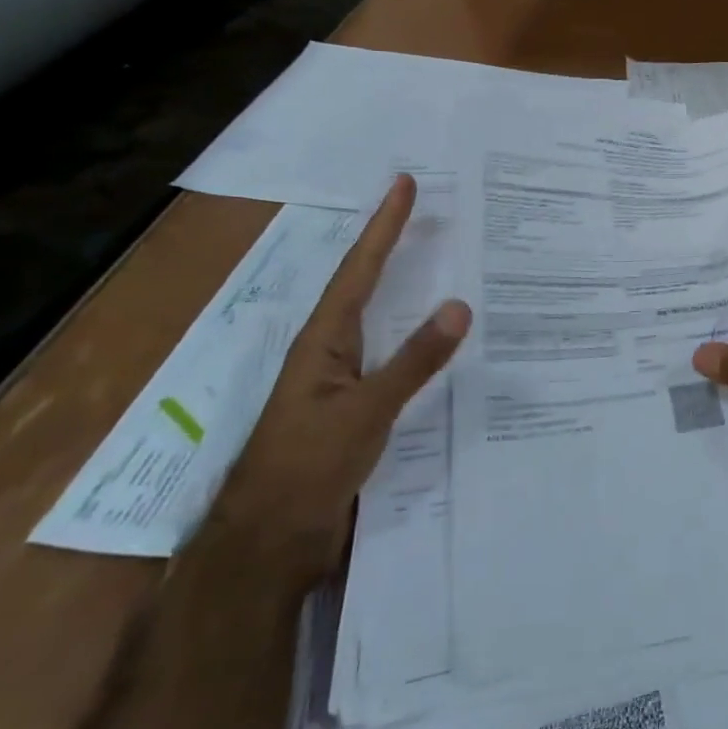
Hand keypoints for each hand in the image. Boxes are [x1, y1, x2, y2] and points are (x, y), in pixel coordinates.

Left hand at [209, 174, 470, 585]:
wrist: (268, 545)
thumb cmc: (307, 468)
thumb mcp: (365, 412)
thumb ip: (413, 361)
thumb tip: (459, 305)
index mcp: (325, 339)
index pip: (360, 268)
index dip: (383, 225)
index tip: (403, 183)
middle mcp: (330, 349)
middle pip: (364, 282)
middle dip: (391, 244)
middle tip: (423, 208)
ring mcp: (339, 379)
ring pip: (377, 317)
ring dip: (402, 285)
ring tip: (434, 258)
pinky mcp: (352, 407)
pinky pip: (390, 355)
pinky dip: (414, 335)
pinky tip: (435, 341)